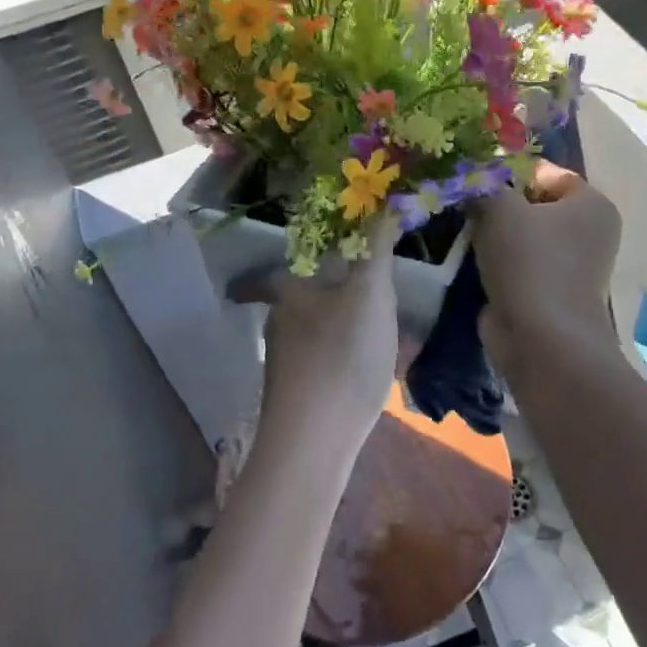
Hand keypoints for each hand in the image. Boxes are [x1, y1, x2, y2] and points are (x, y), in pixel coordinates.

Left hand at [230, 222, 400, 454]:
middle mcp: (281, 325)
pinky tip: (365, 371)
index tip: (266, 270)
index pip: (269, 273)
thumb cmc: (342, 355)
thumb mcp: (370, 294)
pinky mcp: (298, 395)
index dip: (264, 270)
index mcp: (292, 294)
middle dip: (319, 294)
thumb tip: (382, 204)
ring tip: (367, 332)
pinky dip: (340, 357)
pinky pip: (322, 363)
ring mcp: (287, 364)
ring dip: (334, 326)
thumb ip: (376, 250)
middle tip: (350, 291)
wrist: (314, 441)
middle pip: (297, 301)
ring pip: (311, 333)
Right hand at [472, 161, 620, 371]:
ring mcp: (572, 266)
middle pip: (535, 204)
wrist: (542, 340)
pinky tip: (474, 262)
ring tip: (467, 234)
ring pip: (524, 236)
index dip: (509, 172)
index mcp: (592, 203)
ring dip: (496, 236)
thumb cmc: (529, 262)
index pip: (546, 172)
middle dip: (500, 205)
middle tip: (466, 207)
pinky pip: (520, 265)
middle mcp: (590, 232)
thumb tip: (472, 182)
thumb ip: (484, 185)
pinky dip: (499, 263)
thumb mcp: (500, 207)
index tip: (476, 183)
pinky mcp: (551, 293)